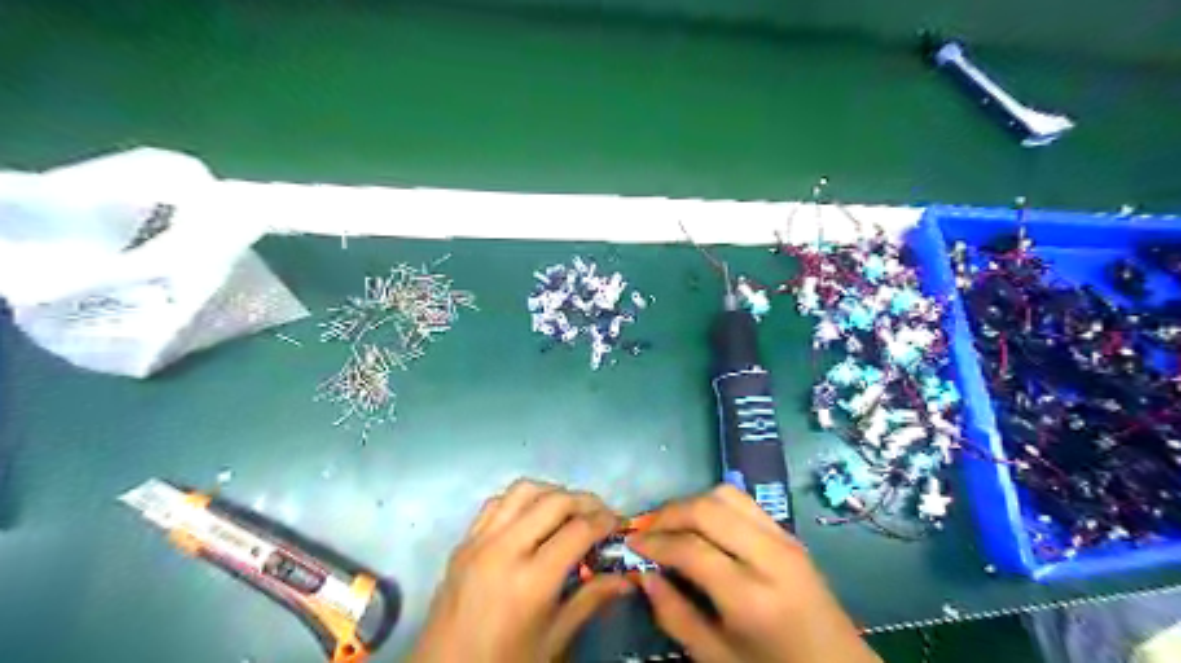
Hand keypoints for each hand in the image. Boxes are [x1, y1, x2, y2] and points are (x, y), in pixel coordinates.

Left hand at [406, 480, 631, 662]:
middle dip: (585, 501)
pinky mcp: (463, 541)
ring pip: (523, 490)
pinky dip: (520, 500)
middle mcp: (504, 550)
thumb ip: (591, 600)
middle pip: (554, 501)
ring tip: (568, 510)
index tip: (618, 524)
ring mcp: (479, 541)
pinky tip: (531, 517)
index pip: (578, 530)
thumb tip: (628, 579)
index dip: (605, 522)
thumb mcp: (554, 639)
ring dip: (552, 493)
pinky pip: (496, 503)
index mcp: (531, 580)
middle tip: (601, 514)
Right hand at [633, 484, 879, 661]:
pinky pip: (744, 502)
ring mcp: (784, 539)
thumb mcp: (717, 658)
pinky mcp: (790, 535)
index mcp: (751, 597)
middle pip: (708, 508)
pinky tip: (701, 525)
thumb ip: (675, 615)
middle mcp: (770, 556)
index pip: (690, 549)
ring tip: (671, 524)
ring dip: (692, 503)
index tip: (631, 545)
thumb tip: (645, 575)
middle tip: (646, 530)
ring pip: (726, 494)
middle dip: (669, 513)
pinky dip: (715, 504)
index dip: (654, 542)